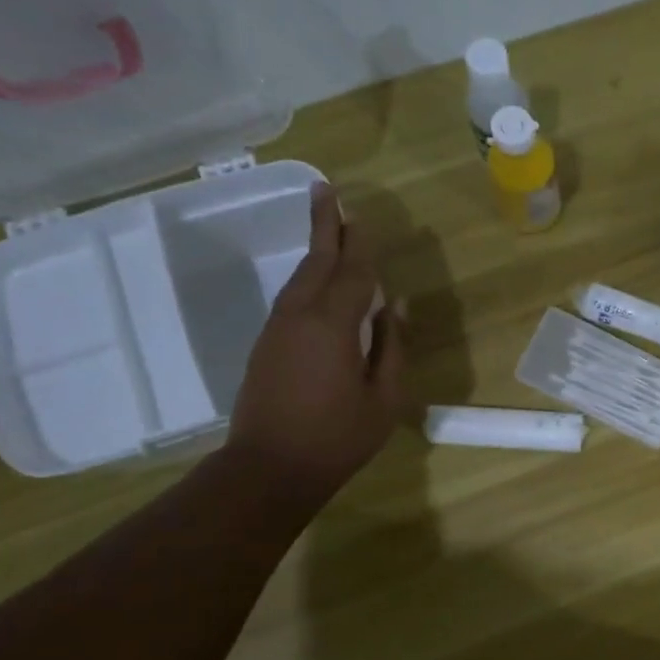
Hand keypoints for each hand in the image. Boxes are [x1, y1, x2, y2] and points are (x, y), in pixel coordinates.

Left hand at [226, 183, 405, 500]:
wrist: (269, 468)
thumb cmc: (338, 436)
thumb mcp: (385, 397)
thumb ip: (391, 347)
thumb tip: (393, 306)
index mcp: (332, 325)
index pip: (352, 272)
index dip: (361, 245)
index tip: (364, 216)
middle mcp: (299, 316)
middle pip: (315, 261)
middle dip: (324, 226)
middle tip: (327, 191)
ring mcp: (277, 329)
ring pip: (299, 278)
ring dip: (315, 251)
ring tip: (329, 229)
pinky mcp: (266, 345)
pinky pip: (292, 298)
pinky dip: (308, 279)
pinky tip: (318, 283)